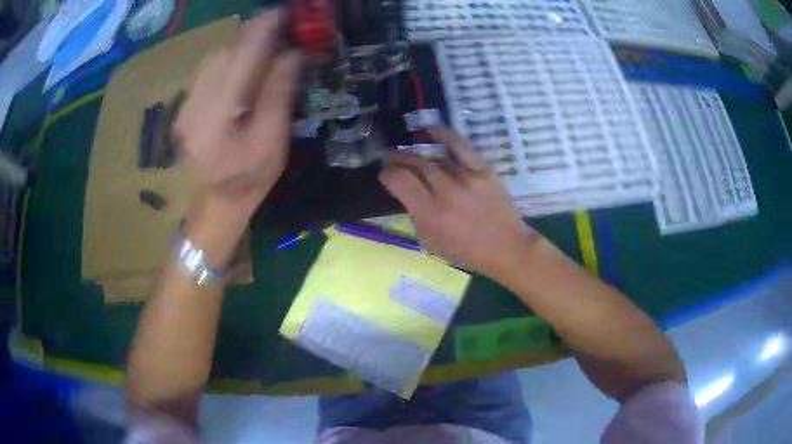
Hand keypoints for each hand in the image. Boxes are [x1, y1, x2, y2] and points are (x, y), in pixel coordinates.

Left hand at [174, 10, 300, 216]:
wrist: (214, 203)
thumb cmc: (249, 180)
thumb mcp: (273, 142)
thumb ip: (279, 93)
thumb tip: (292, 51)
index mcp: (217, 116)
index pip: (242, 56)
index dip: (266, 29)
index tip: (289, 15)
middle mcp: (195, 102)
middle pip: (227, 49)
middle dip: (257, 35)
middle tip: (286, 33)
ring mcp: (187, 102)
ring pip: (217, 55)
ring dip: (244, 45)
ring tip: (268, 48)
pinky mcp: (186, 103)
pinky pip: (210, 67)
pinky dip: (232, 58)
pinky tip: (245, 67)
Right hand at [379, 127, 539, 279]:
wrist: (505, 246)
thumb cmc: (466, 250)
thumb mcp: (431, 241)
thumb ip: (416, 215)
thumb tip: (406, 192)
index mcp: (431, 214)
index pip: (400, 181)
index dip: (387, 174)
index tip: (385, 174)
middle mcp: (447, 192)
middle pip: (416, 164)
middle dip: (398, 159)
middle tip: (392, 159)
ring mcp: (467, 178)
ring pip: (434, 156)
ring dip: (416, 152)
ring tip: (407, 151)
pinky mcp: (483, 170)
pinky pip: (461, 146)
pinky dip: (444, 135)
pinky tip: (430, 130)